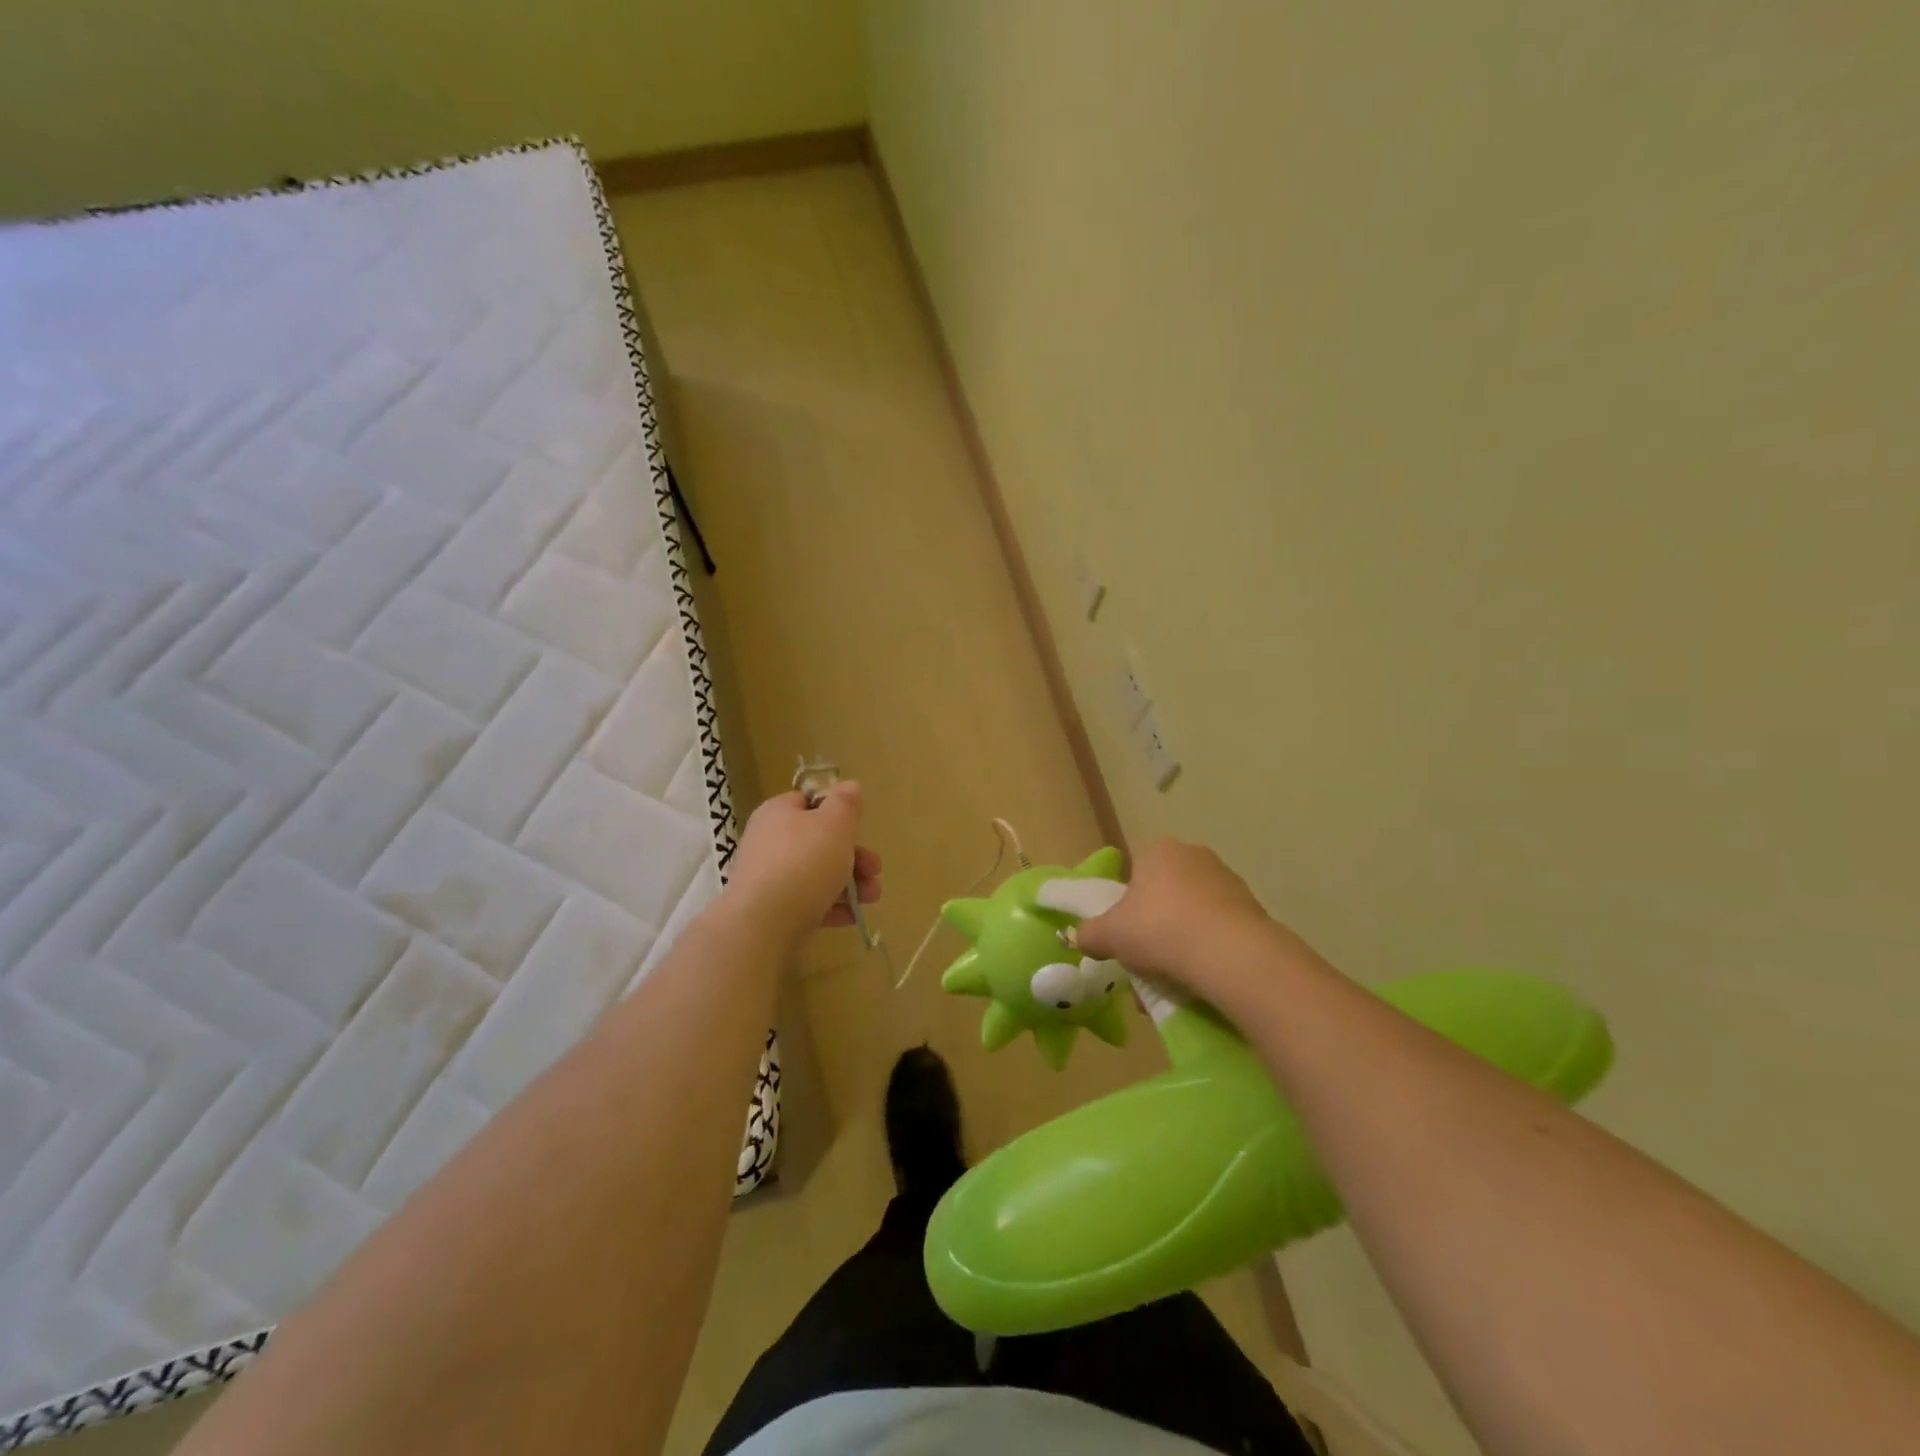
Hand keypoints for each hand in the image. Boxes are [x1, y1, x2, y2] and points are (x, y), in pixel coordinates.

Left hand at [726, 784, 881, 939]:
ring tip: (872, 897)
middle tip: (875, 869)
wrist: (764, 924)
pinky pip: (807, 903)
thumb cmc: (804, 862)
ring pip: (816, 875)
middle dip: (854, 856)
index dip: (836, 812)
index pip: (808, 802)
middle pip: (818, 842)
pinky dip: (832, 907)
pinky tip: (853, 916)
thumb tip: (849, 786)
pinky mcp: (771, 911)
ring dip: (850, 884)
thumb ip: (846, 803)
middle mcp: (768, 842)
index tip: (858, 828)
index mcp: (778, 813)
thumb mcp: (835, 823)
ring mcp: (768, 879)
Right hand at [1074, 838, 1285, 1003]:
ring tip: (1174, 980)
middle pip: (1166, 894)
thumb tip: (1079, 937)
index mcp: (1159, 850)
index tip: (1128, 935)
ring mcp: (1228, 881)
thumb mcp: (1109, 935)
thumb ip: (1089, 934)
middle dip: (1157, 926)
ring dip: (1183, 941)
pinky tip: (1201, 979)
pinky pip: (1220, 931)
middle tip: (1147, 960)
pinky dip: (1209, 951)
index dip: (1129, 905)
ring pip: (1194, 914)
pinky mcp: (1253, 909)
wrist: (1230, 953)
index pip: (1137, 872)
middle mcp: (1195, 856)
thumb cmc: (1159, 929)